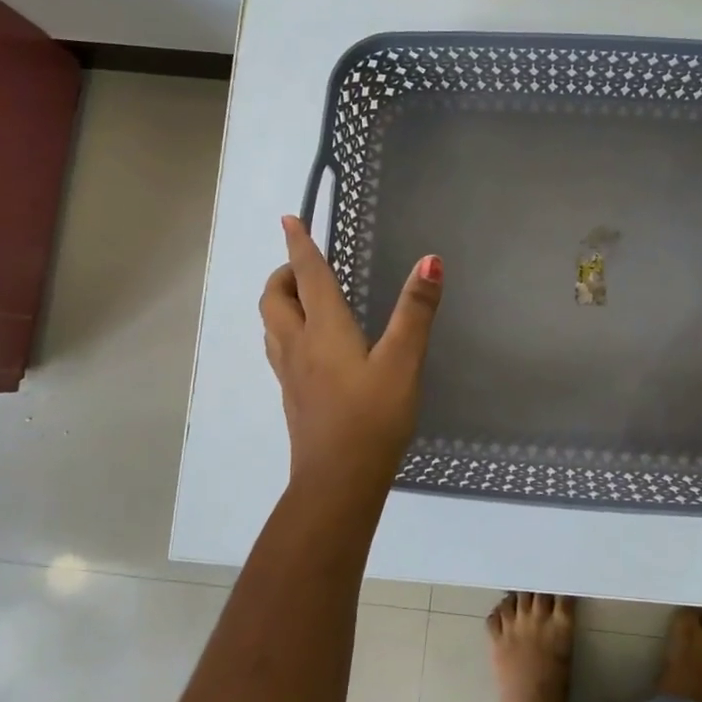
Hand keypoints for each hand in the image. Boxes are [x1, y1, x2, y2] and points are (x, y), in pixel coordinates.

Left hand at [259, 216, 443, 498]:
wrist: (337, 481)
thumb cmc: (372, 417)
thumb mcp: (403, 361)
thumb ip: (415, 311)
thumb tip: (429, 260)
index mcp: (323, 329)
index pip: (307, 275)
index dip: (299, 245)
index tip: (289, 219)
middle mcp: (298, 345)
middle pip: (275, 298)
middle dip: (284, 274)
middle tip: (304, 265)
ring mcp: (290, 374)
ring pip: (272, 325)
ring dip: (280, 302)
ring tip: (303, 298)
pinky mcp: (293, 396)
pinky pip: (279, 349)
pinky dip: (287, 330)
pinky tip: (309, 346)